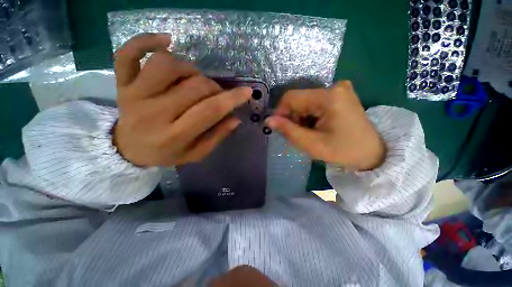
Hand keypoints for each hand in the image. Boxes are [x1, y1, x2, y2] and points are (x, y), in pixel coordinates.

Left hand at [113, 33, 251, 166]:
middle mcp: (153, 112)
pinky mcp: (121, 82)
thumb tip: (235, 118)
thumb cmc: (166, 153)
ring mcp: (134, 94)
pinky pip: (128, 54)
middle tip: (216, 95)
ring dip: (191, 70)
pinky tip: (167, 41)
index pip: (209, 110)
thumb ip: (216, 136)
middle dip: (214, 88)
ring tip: (194, 80)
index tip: (247, 91)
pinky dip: (146, 41)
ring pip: (168, 65)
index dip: (231, 99)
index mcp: (174, 135)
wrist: (128, 149)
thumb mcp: (196, 153)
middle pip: (194, 86)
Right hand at [266, 81, 385, 170]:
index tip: (279, 128)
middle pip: (299, 99)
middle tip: (298, 134)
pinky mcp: (339, 95)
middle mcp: (334, 87)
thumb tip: (268, 120)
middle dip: (293, 117)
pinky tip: (316, 127)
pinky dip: (309, 115)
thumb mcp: (312, 144)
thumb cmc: (343, 151)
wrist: (372, 153)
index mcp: (329, 97)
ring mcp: (338, 90)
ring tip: (309, 132)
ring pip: (305, 102)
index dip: (280, 112)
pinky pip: (314, 103)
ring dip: (301, 118)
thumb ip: (288, 130)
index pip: (291, 97)